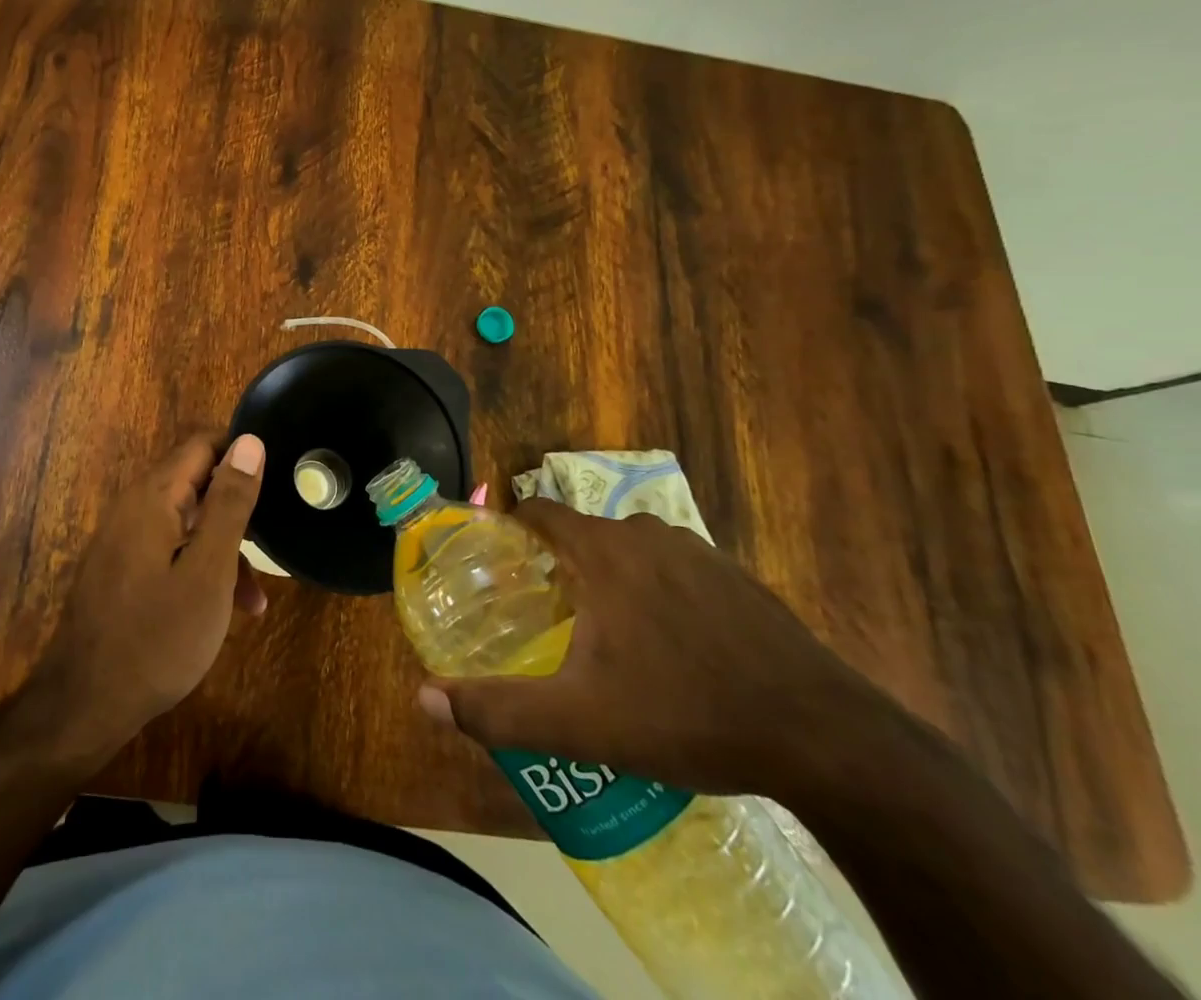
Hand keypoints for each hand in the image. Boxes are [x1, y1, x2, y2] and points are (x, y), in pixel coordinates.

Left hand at [27, 432, 267, 763]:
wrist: (86, 704)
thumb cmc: (158, 636)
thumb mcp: (209, 570)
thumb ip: (230, 502)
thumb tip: (250, 441)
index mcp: (154, 495)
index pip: (202, 444)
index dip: (242, 453)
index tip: (277, 479)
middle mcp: (134, 506)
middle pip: (195, 482)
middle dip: (237, 508)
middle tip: (272, 540)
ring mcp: (123, 539)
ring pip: (186, 522)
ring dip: (223, 546)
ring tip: (255, 597)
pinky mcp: (121, 569)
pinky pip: (169, 549)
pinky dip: (198, 566)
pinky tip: (222, 608)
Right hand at [418, 499, 891, 798]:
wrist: (827, 740)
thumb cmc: (686, 713)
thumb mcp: (580, 722)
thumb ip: (498, 709)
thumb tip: (424, 699)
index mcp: (603, 551)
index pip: (540, 510)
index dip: (514, 529)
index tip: (501, 563)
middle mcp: (647, 534)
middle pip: (585, 533)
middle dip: (562, 563)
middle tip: (552, 615)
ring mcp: (701, 553)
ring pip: (634, 550)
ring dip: (614, 577)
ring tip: (611, 634)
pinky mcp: (741, 579)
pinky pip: (678, 569)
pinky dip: (661, 591)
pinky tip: (677, 647)